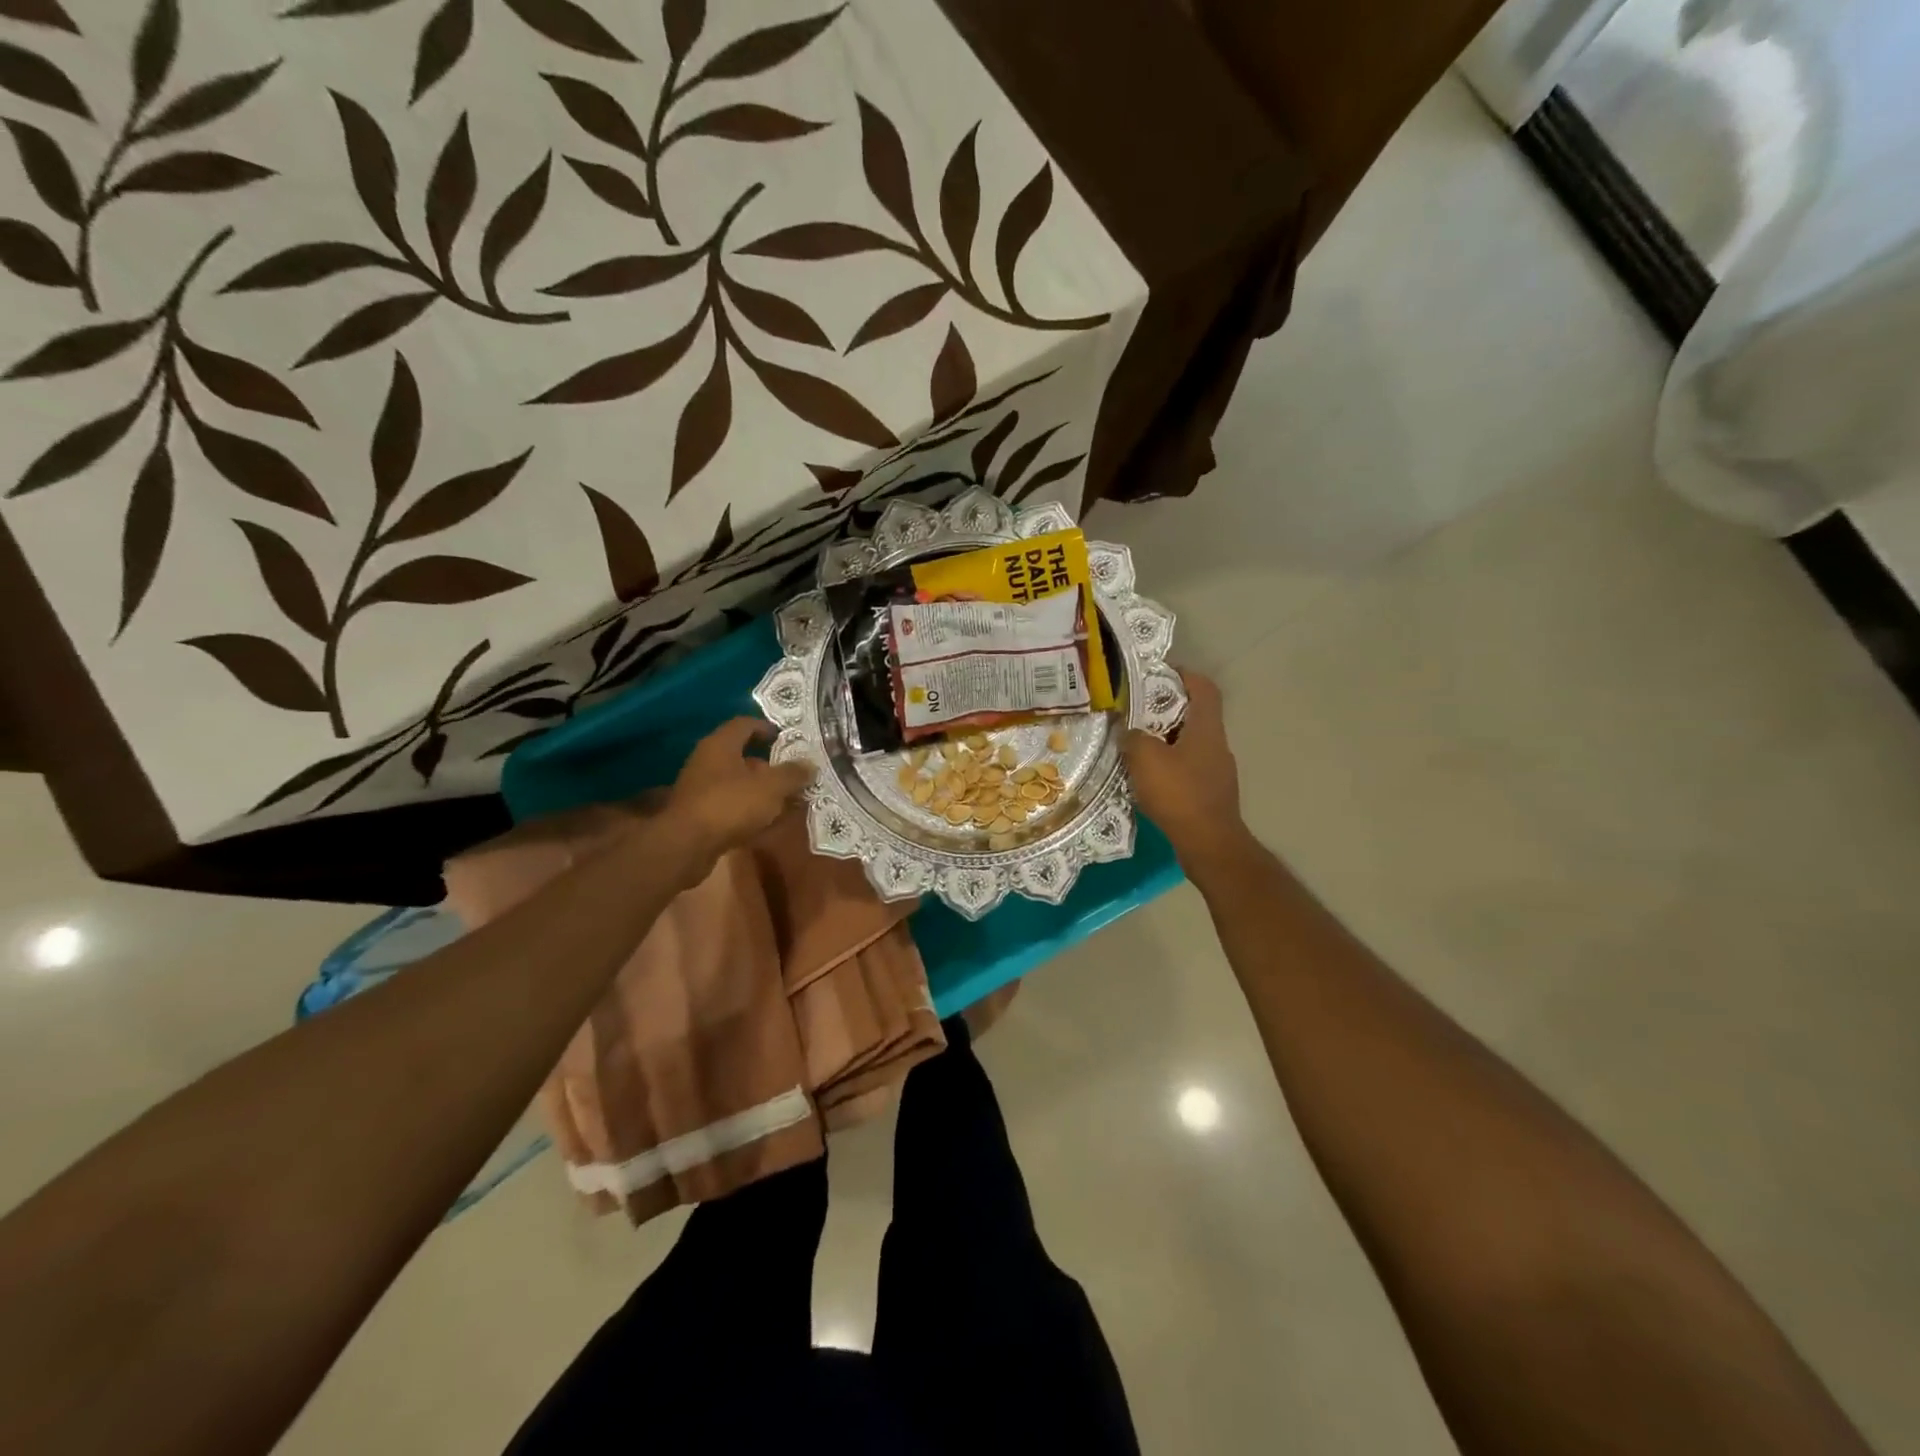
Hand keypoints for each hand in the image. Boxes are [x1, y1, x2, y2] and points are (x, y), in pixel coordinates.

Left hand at [662, 718, 812, 878]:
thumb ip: (792, 774)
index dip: (767, 728)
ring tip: (787, 801)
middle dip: (769, 765)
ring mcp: (700, 789)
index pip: (745, 724)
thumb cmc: (730, 805)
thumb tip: (810, 765)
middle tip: (793, 775)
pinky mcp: (699, 814)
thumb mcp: (771, 787)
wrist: (687, 846)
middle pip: (742, 755)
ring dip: (761, 790)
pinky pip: (731, 805)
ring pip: (737, 783)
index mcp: (721, 745)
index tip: (787, 739)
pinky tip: (768, 823)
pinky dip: (749, 811)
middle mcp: (707, 761)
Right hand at [1122, 672, 1250, 870]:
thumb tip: (1125, 729)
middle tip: (1134, 712)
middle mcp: (1217, 744)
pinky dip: (1168, 765)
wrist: (1209, 844)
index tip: (1157, 674)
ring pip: (1188, 743)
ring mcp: (1216, 771)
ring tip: (1134, 744)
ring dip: (1164, 740)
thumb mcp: (1146, 759)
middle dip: (1165, 710)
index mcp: (1206, 729)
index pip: (1203, 688)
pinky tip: (1146, 777)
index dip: (1184, 675)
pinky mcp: (1210, 793)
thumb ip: (1132, 737)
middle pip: (1194, 715)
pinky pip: (1187, 768)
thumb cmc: (1180, 795)